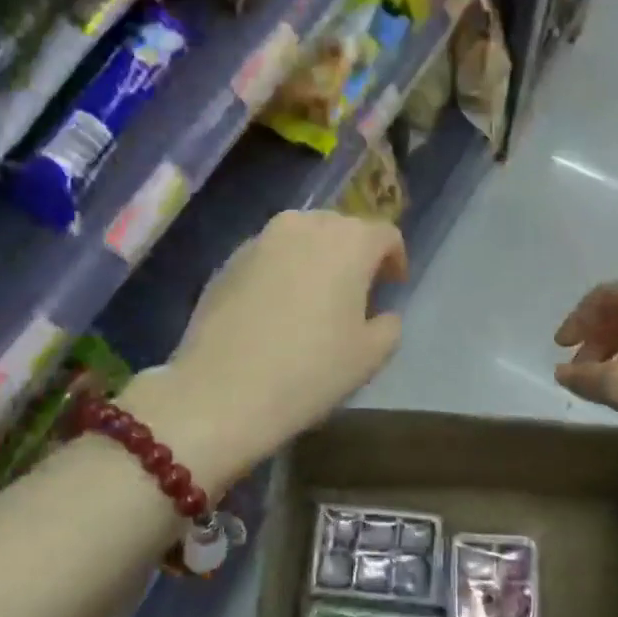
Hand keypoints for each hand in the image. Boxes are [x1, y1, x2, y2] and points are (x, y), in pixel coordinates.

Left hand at [146, 211, 406, 481]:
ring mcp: (261, 240)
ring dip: (317, 258)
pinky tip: (277, 308)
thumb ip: (388, 325)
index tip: (393, 285)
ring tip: (315, 296)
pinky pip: (269, 255)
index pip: (385, 234)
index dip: (395, 258)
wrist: (222, 391)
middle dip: (354, 253)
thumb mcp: (371, 356)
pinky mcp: (228, 260)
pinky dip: (282, 270)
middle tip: (356, 291)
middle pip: (342, 228)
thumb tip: (381, 314)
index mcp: (349, 242)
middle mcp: (305, 226)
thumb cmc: (310, 370)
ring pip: (302, 237)